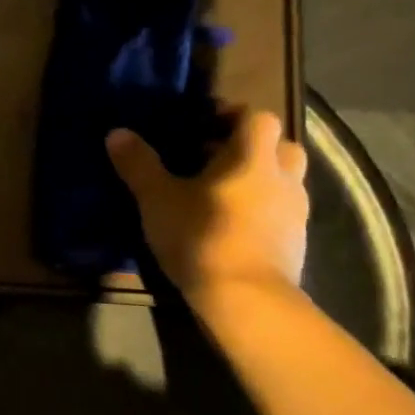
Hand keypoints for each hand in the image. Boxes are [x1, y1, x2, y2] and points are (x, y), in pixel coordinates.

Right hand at [107, 108, 307, 299]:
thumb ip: (139, 164)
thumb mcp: (157, 198)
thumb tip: (117, 133)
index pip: (256, 116)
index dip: (232, 115)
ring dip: (261, 179)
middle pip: (279, 145)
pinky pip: (282, 213)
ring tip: (224, 194)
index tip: (204, 126)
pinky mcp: (297, 243)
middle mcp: (282, 176)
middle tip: (216, 159)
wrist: (247, 299)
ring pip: (285, 180)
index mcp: (252, 156)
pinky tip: (234, 227)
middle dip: (252, 147)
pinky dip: (264, 211)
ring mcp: (295, 212)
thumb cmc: (201, 235)